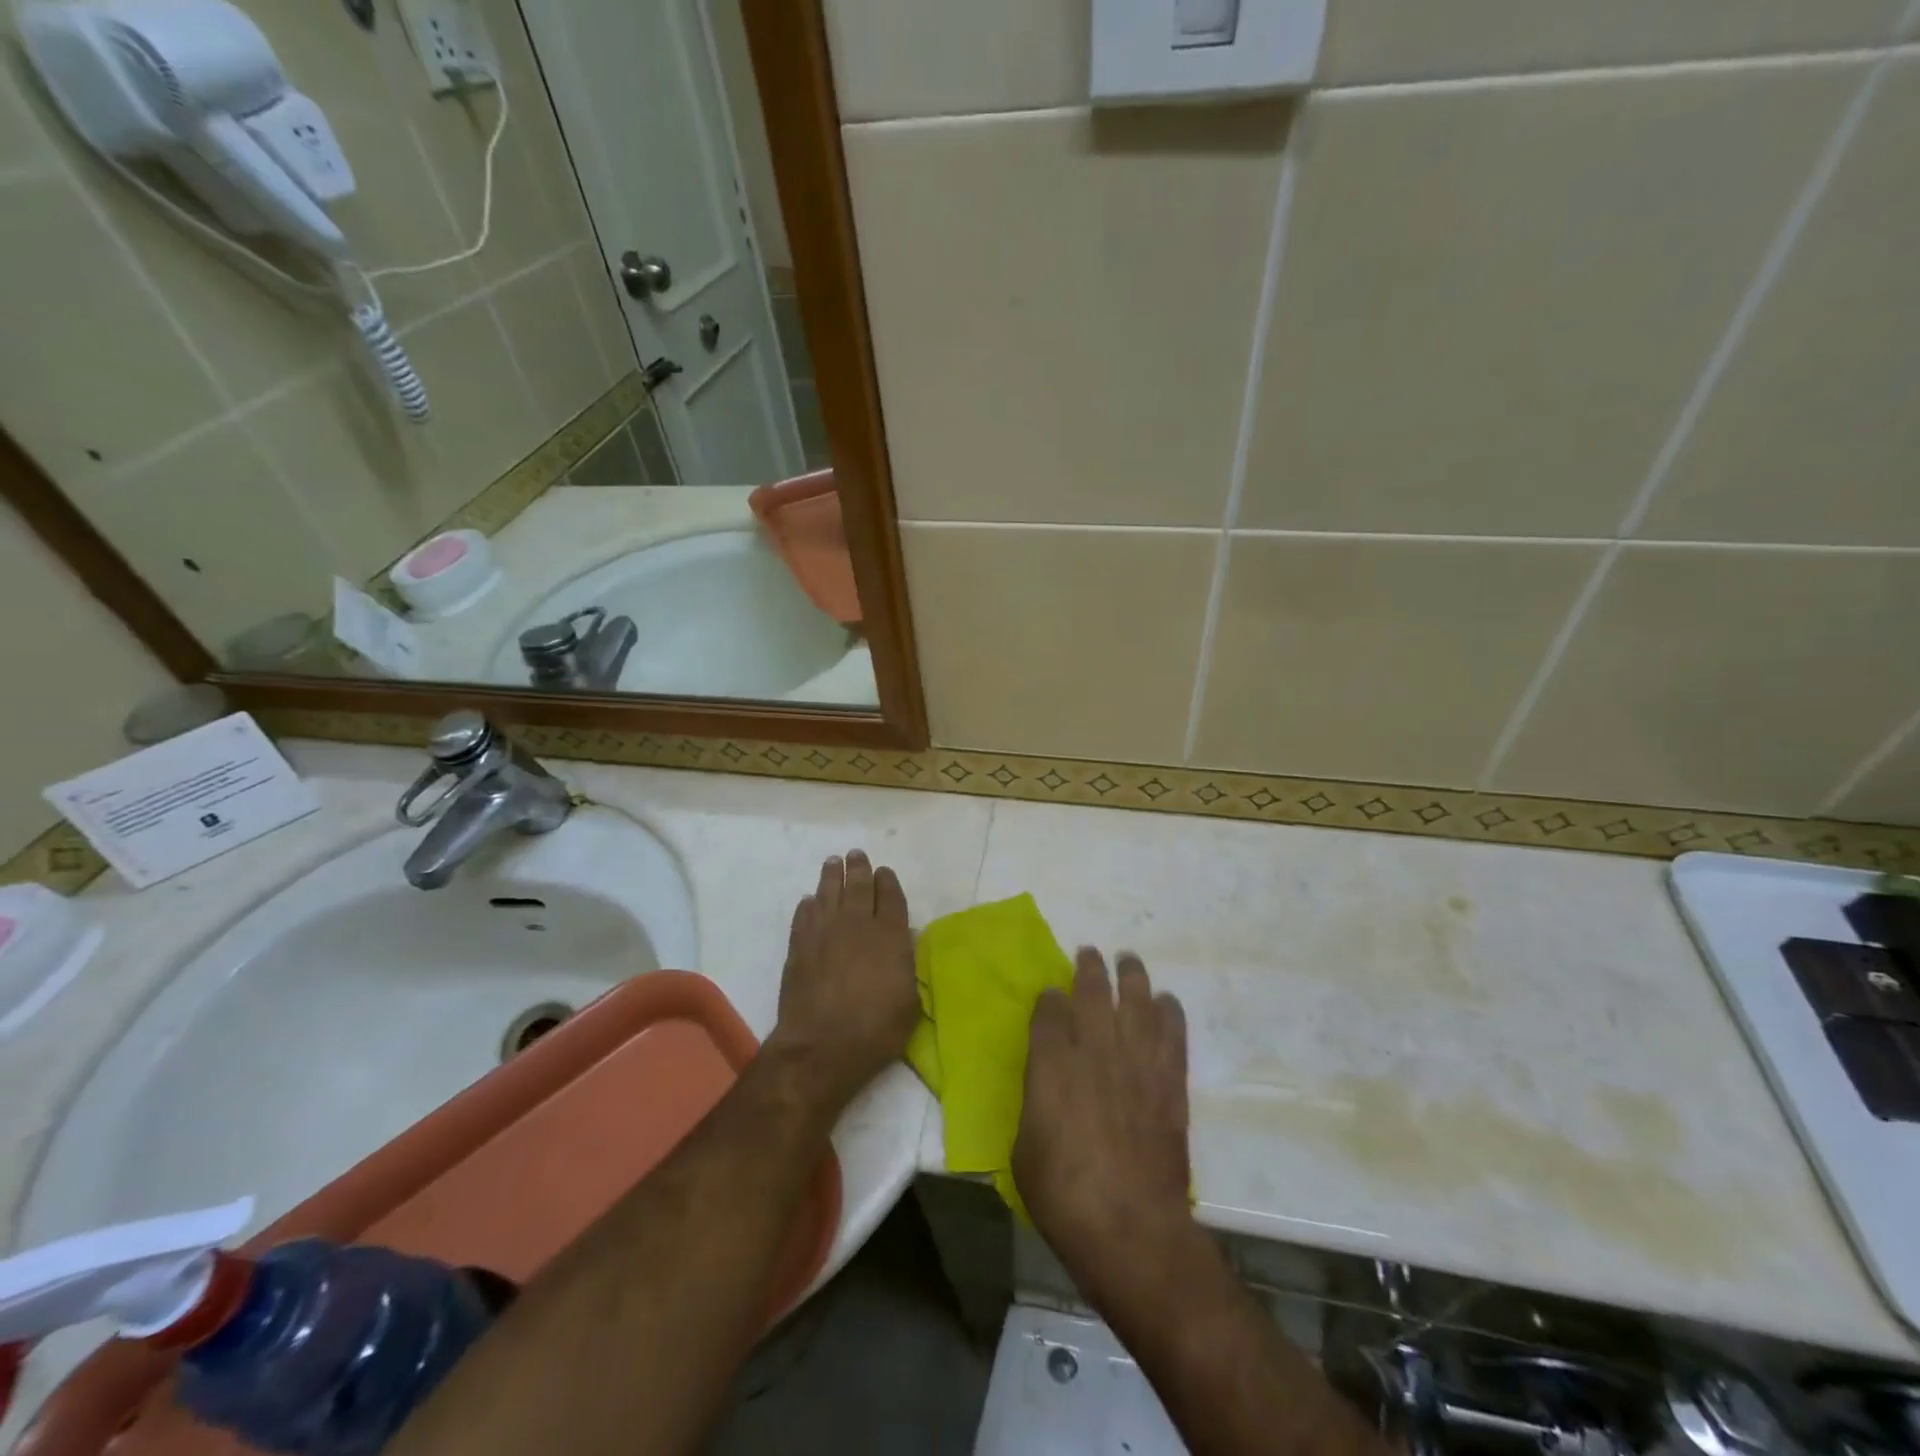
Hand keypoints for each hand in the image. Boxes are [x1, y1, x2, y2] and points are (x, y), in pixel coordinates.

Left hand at [767, 850, 918, 1111]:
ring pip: (829, 892)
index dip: (887, 881)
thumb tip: (902, 946)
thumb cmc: (875, 1030)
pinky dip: (809, 905)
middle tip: (856, 855)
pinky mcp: (799, 946)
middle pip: (859, 885)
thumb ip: (906, 967)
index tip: (884, 871)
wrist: (821, 1046)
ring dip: (832, 875)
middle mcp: (858, 924)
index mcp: (891, 935)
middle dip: (859, 868)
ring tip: (833, 862)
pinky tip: (810, 901)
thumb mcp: (909, 1002)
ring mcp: (825, 932)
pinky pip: (804, 915)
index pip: (891, 896)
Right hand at [1012, 949, 1191, 1295]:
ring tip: (1129, 960)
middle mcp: (1094, 1050)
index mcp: (1051, 1064)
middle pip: (1093, 993)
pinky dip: (1170, 1013)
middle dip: (1089, 969)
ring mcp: (1136, 1063)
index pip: (1049, 1012)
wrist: (1130, 1227)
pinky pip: (1172, 1035)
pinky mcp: (1169, 1083)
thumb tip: (1046, 1090)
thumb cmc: (1063, 1194)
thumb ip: (1036, 1104)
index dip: (1049, 999)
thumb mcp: (1024, 1149)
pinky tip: (1167, 1001)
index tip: (1051, 994)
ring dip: (1132, 976)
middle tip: (1089, 954)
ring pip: (1136, 1002)